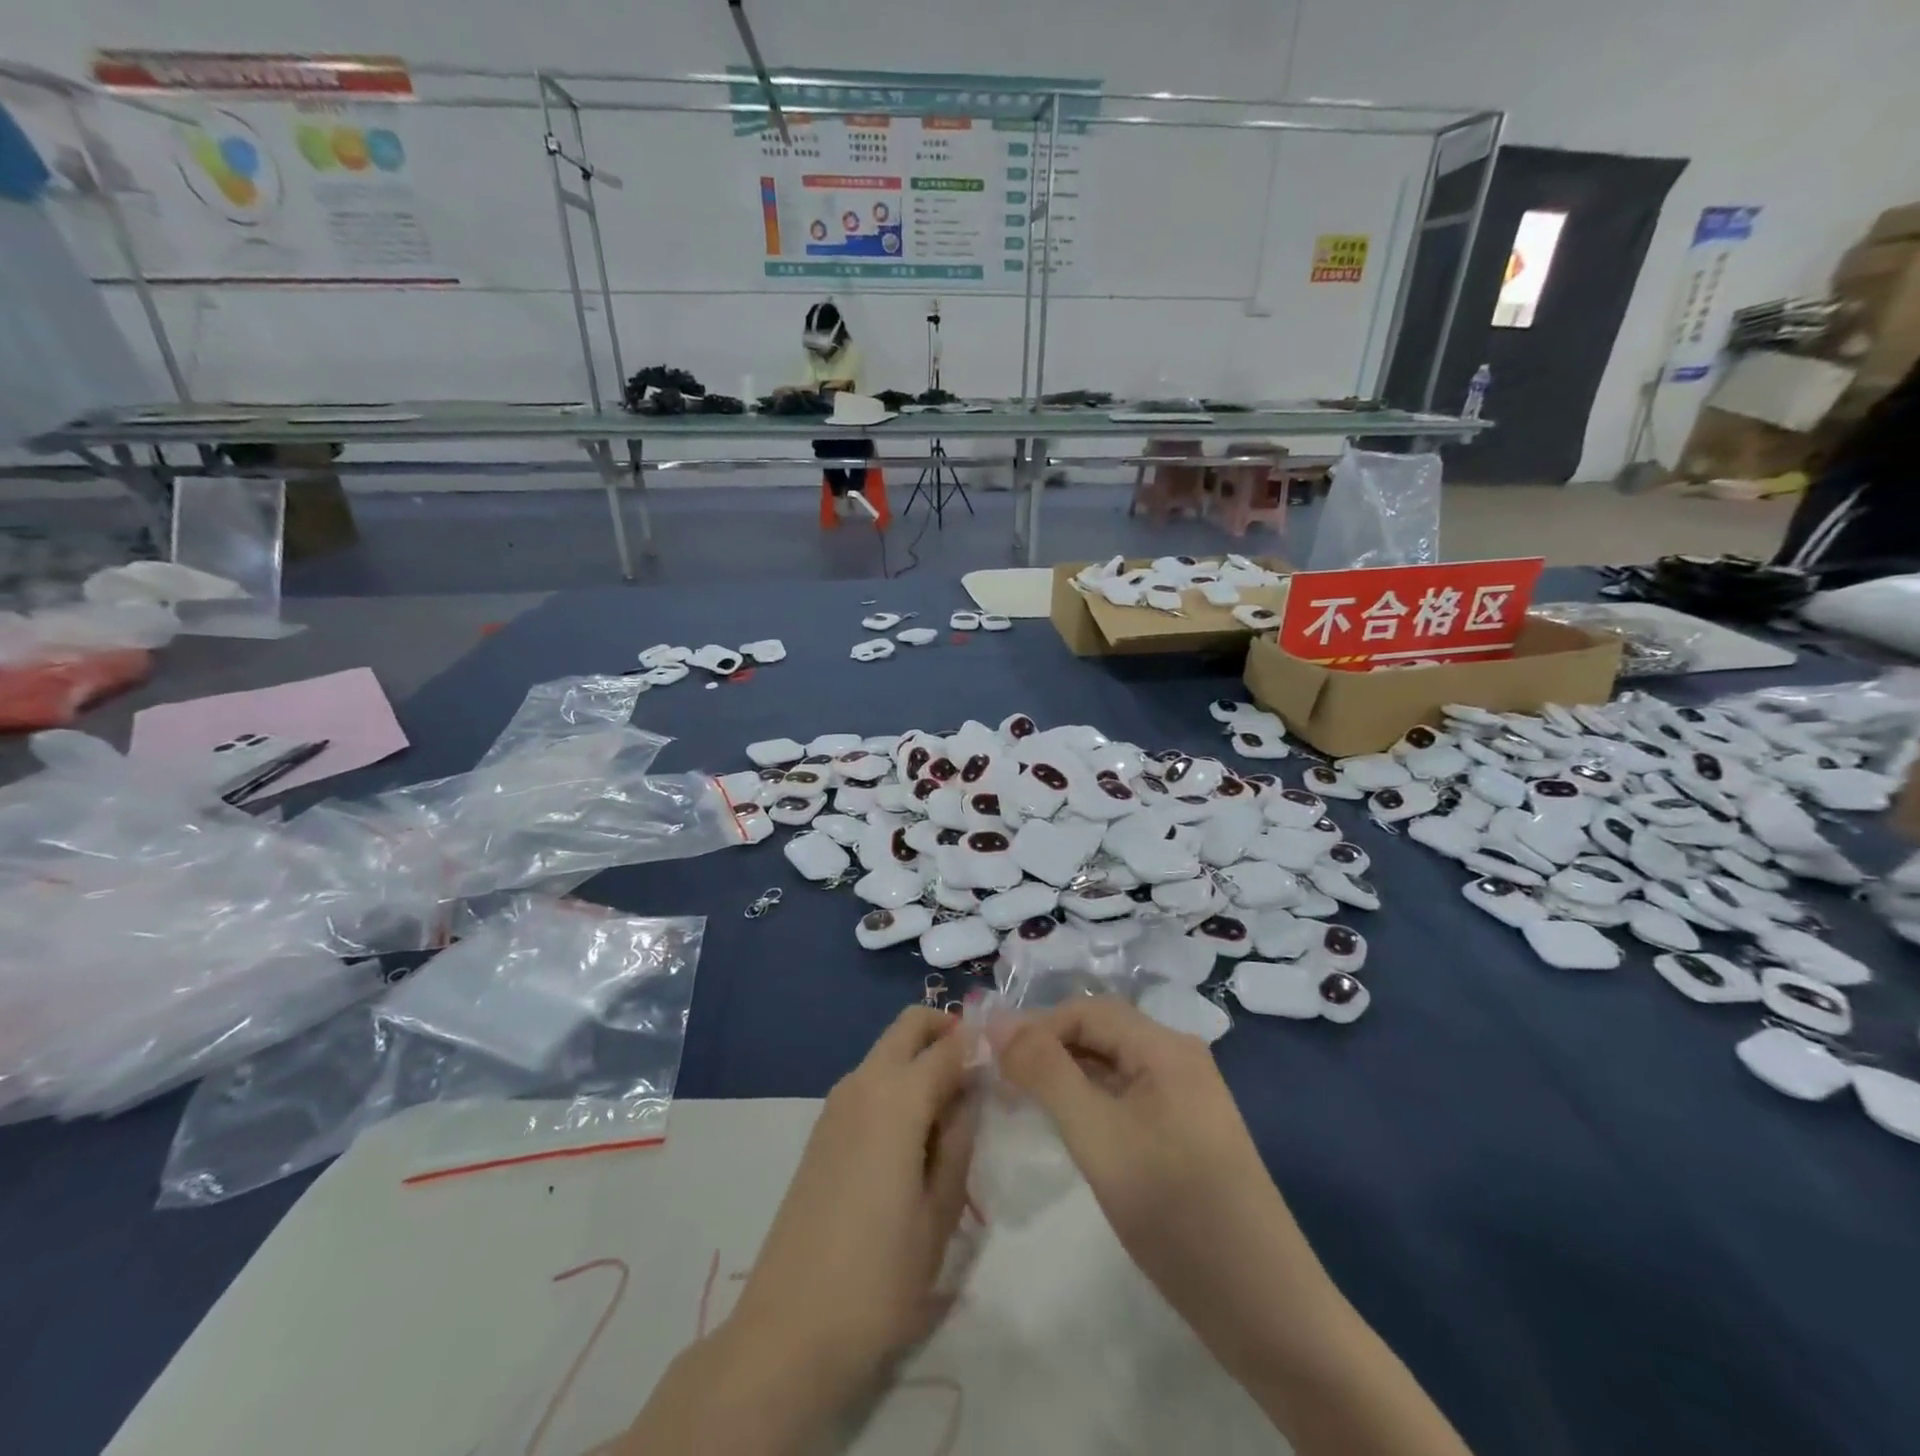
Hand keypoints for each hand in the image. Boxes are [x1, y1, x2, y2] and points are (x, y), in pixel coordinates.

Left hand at [727, 1006, 975, 1394]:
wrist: (789, 1330)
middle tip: (978, 1075)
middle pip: (908, 1025)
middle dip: (945, 1031)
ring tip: (953, 1115)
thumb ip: (960, 1138)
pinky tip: (914, 1137)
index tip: (1008, 1061)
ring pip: (887, 1050)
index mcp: (897, 1098)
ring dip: (920, 1058)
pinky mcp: (823, 1129)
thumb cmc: (879, 1278)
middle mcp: (863, 1083)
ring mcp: (836, 1104)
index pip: (950, 1045)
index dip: (981, 1046)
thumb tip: (971, 1090)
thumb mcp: (941, 1212)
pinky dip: (897, 1083)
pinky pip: (869, 1081)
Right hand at [991, 999, 1472, 1455]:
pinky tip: (1069, 1129)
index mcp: (1165, 1046)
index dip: (1035, 1027)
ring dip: (1066, 1077)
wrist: (1266, 1310)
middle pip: (1100, 1033)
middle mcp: (1179, 1058)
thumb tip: (997, 1020)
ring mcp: (1186, 1097)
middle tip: (1000, 1084)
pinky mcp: (1186, 1133)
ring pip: (1112, 1067)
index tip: (989, 1060)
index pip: (1085, 1010)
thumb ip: (1045, 1072)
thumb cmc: (1176, 1211)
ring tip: (1022, 1105)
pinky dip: (1091, 1103)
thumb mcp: (1098, 1136)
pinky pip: (1128, 1098)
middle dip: (1048, 1050)